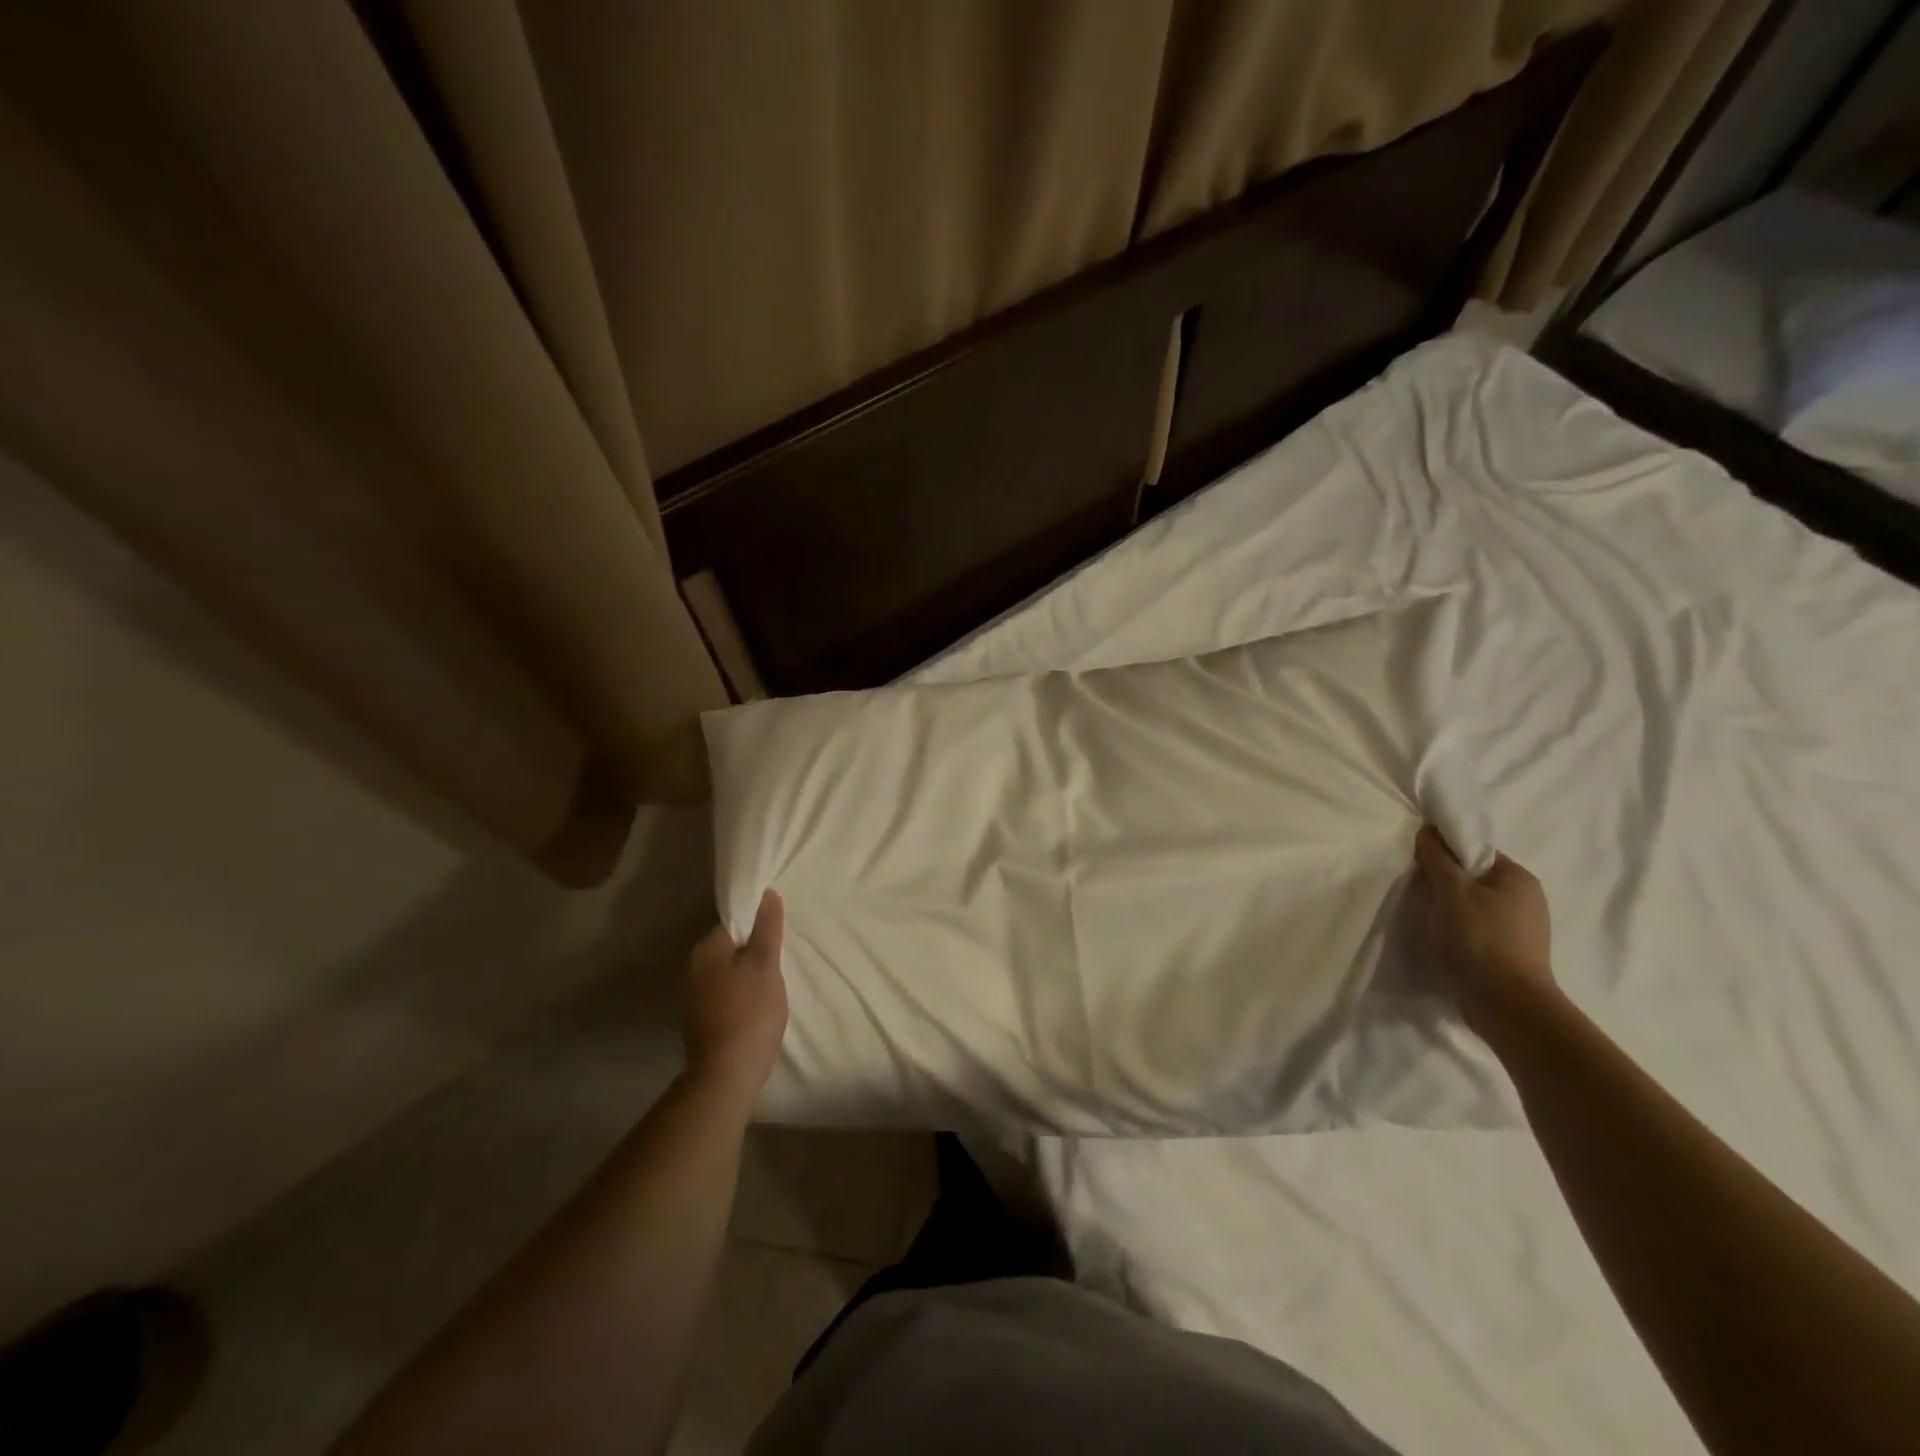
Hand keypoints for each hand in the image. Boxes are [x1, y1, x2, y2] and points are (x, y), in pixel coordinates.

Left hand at [683, 890, 787, 1105]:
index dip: (758, 925)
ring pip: (727, 972)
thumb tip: (767, 893)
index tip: (779, 935)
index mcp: (706, 950)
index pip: (733, 923)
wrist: (726, 1075)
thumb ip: (767, 928)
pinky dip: (740, 995)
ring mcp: (693, 997)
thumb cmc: (750, 1012)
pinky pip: (724, 994)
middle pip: (730, 947)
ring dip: (747, 974)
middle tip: (781, 960)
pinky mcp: (700, 1021)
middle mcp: (693, 968)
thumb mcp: (765, 964)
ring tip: (773, 984)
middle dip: (753, 951)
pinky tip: (757, 1006)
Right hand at [1414, 826, 1556, 1030]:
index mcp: (1518, 878)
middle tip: (1418, 888)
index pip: (1475, 850)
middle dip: (1444, 880)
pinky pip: (1476, 927)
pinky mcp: (1509, 951)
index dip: (1444, 852)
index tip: (1418, 862)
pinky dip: (1457, 927)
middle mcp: (1525, 899)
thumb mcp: (1453, 892)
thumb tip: (1428, 831)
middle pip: (1473, 876)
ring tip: (1426, 916)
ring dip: (1448, 906)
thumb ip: (1438, 859)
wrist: (1506, 1004)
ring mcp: (1520, 928)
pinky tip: (1441, 937)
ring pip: (1472, 903)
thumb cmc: (1480, 939)